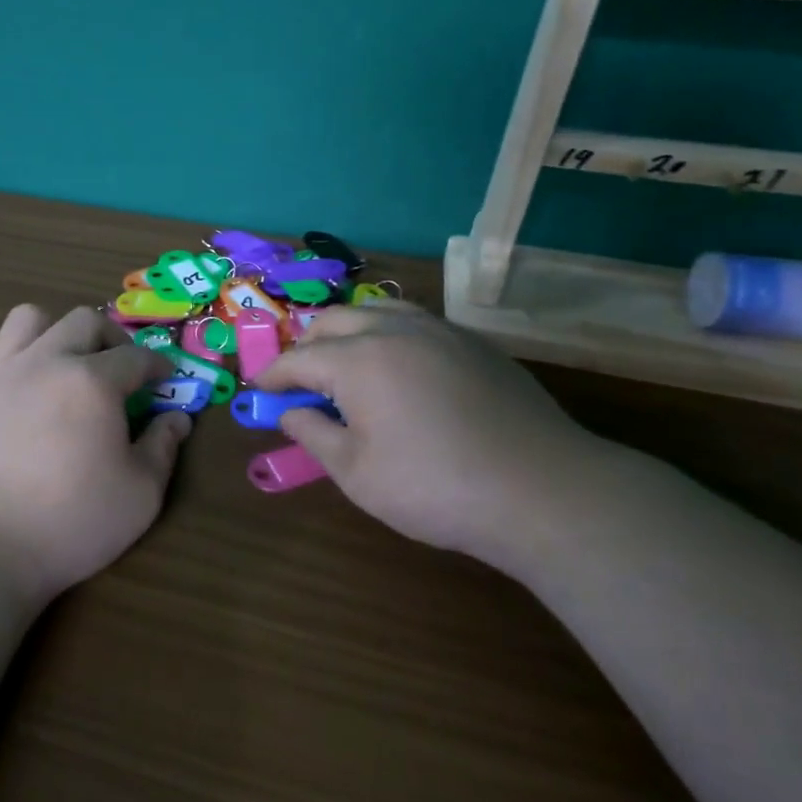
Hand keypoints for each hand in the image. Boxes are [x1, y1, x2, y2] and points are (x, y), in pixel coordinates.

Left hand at [0, 305, 190, 604]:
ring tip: (63, 365)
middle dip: (111, 337)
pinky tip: (11, 384)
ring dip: (53, 332)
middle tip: (121, 370)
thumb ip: (163, 448)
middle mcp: (46, 361)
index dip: (158, 365)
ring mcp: (0, 374)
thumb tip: (177, 419)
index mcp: (92, 381)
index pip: (136, 357)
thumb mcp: (140, 495)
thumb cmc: (71, 522)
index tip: (167, 380)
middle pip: (83, 320)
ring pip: (27, 319)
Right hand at [252, 301, 612, 567]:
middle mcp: (393, 331)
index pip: (298, 358)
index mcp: (357, 360)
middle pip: (332, 322)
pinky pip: (415, 322)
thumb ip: (312, 434)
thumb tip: (289, 412)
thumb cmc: (435, 487)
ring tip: (345, 364)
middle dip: (307, 347)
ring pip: (376, 310)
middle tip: (300, 382)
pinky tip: (399, 369)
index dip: (273, 376)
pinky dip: (389, 335)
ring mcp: (439, 331)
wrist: (542, 491)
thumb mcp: (356, 473)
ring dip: (348, 332)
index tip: (259, 392)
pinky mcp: (473, 343)